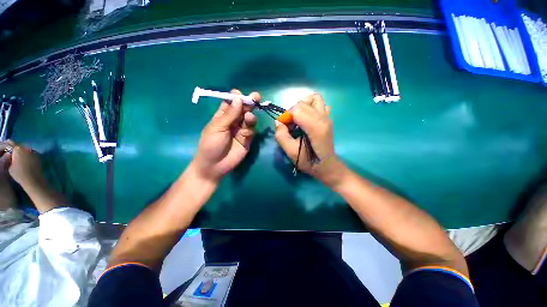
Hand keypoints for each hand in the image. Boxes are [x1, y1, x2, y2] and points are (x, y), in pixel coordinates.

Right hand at [0, 140, 46, 187]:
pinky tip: (26, 161)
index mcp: (17, 149)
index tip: (5, 150)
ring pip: (25, 149)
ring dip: (22, 152)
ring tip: (20, 158)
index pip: (10, 143)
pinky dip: (28, 155)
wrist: (33, 179)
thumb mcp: (9, 165)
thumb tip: (9, 154)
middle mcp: (25, 147)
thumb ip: (9, 157)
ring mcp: (33, 151)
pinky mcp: (38, 155)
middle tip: (13, 155)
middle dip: (15, 149)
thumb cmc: (19, 174)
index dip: (7, 146)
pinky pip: (31, 152)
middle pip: (18, 146)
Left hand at [192, 89, 258, 181]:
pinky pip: (251, 131)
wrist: (214, 166)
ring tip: (249, 116)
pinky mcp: (247, 140)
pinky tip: (248, 127)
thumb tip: (238, 98)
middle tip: (255, 97)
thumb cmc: (210, 145)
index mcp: (222, 117)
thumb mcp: (217, 128)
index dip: (235, 98)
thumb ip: (229, 115)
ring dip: (250, 116)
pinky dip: (250, 128)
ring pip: (248, 120)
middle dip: (248, 103)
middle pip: (242, 110)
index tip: (239, 94)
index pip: (230, 104)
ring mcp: (241, 131)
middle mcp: (233, 122)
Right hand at [275, 93, 345, 186]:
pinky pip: (319, 104)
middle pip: (303, 102)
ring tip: (298, 118)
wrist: (326, 165)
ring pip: (314, 98)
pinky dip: (311, 107)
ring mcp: (327, 117)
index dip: (287, 116)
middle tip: (290, 124)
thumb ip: (281, 136)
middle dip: (292, 111)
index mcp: (315, 127)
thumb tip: (278, 122)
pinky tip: (307, 119)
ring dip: (302, 105)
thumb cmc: (309, 161)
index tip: (284, 127)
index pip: (298, 109)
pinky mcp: (328, 118)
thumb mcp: (291, 153)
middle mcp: (323, 118)